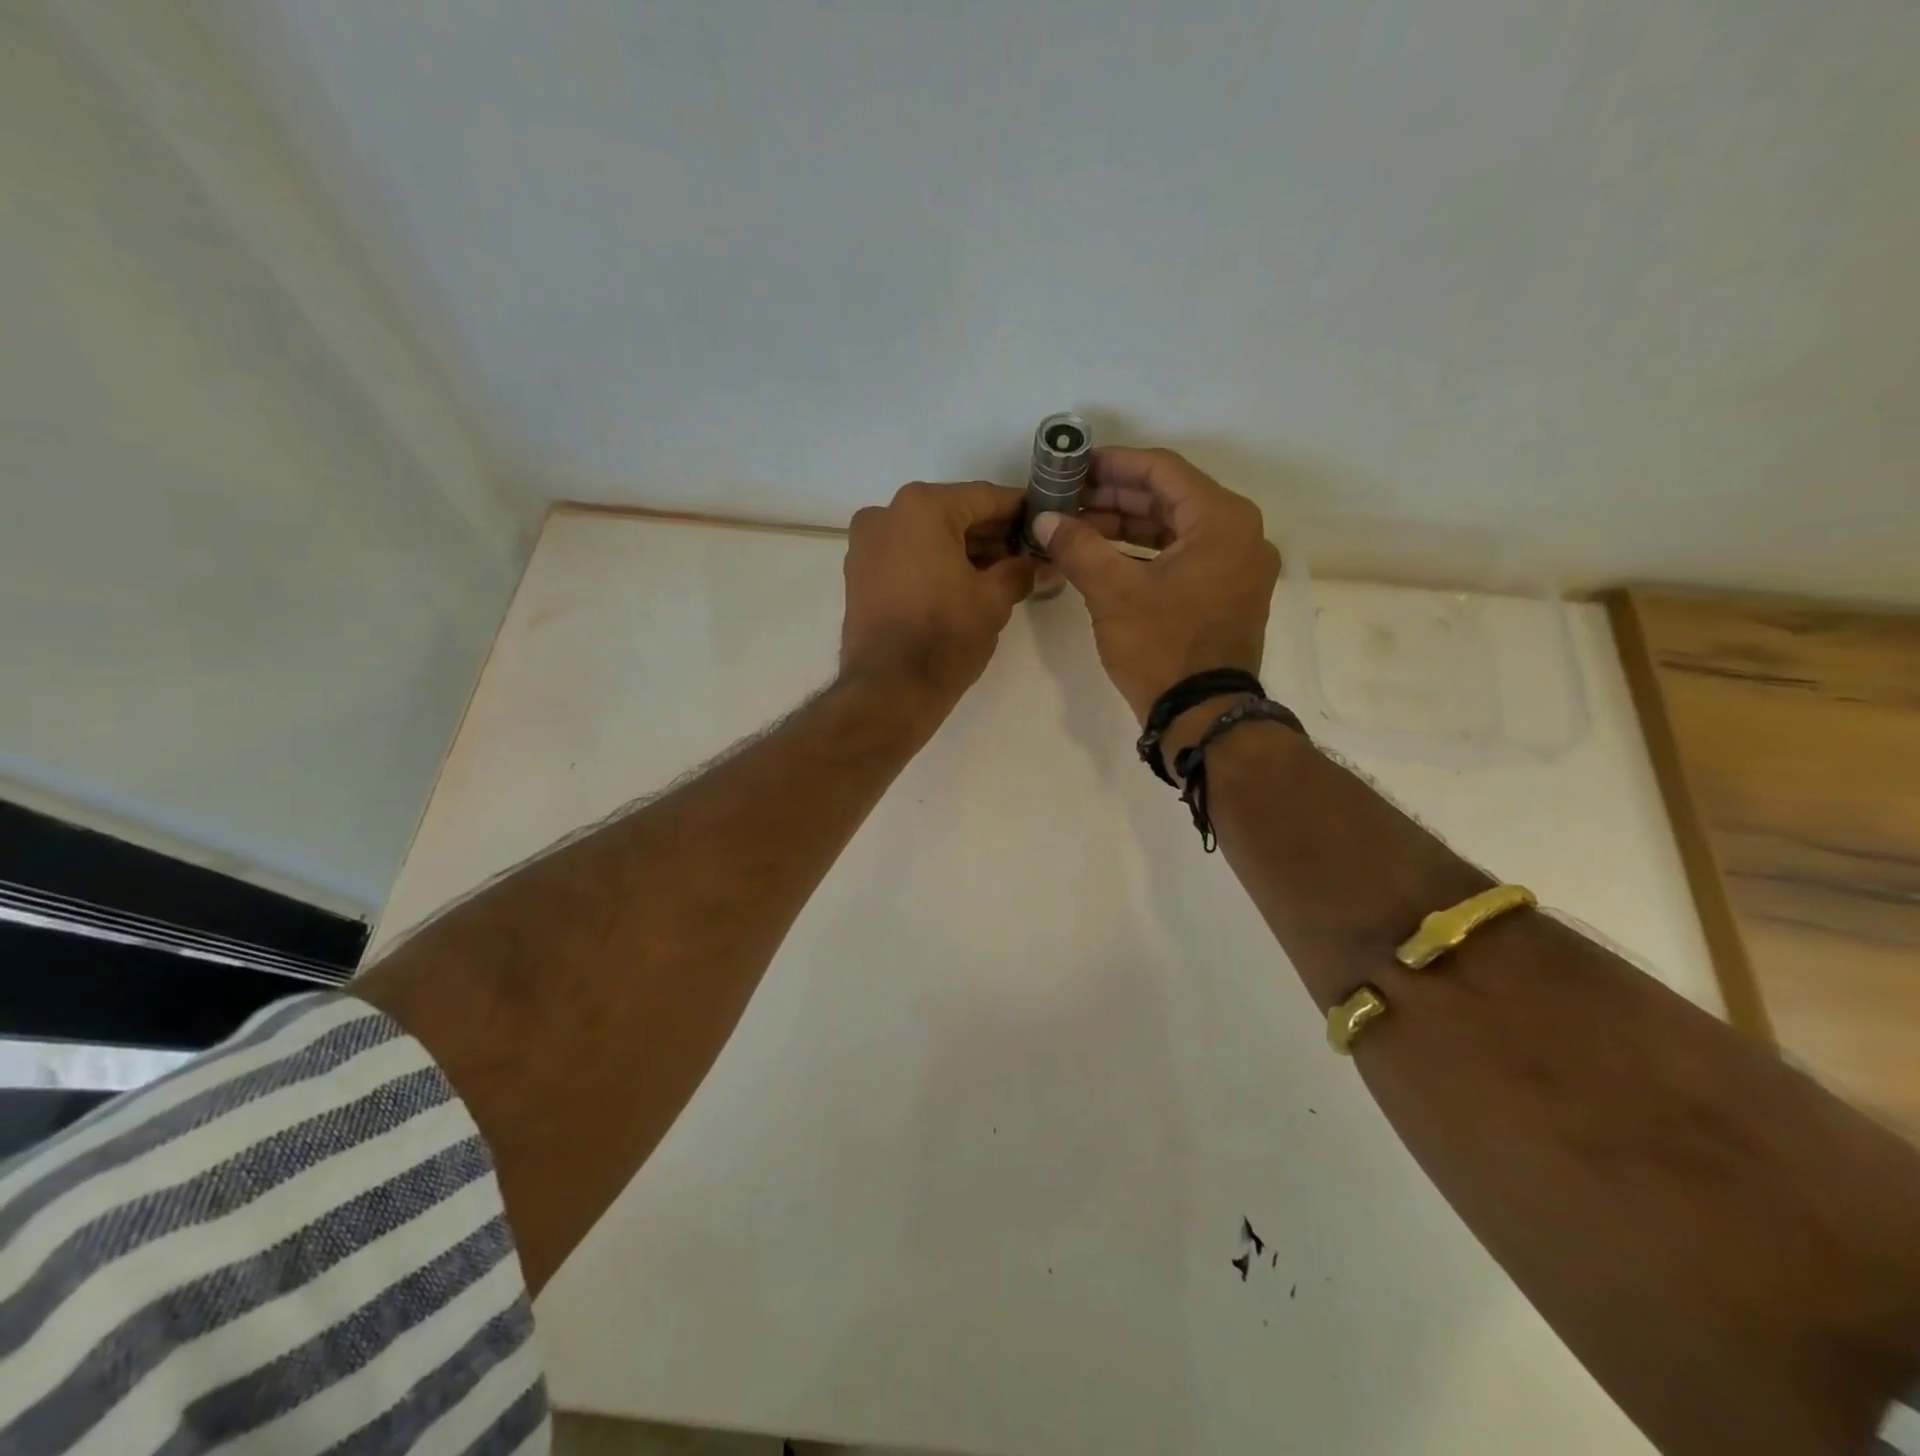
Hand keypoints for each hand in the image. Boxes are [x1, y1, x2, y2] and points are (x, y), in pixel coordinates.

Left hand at [840, 481, 1036, 705]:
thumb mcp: (994, 599)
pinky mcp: (859, 576)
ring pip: (926, 536)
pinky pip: (906, 557)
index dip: (1019, 510)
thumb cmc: (945, 635)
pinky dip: (935, 563)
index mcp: (921, 507)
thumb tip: (1040, 564)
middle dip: (991, 533)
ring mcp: (866, 545)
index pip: (984, 497)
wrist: (889, 689)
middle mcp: (886, 514)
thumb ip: (1020, 570)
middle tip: (1027, 553)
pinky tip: (965, 584)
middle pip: (952, 514)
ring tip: (1001, 573)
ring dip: (963, 550)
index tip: (1043, 520)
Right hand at [1032, 448, 1280, 722]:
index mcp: (1222, 519)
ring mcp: (1237, 566)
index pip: (1161, 471)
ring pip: (1175, 529)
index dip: (1113, 464)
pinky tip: (1105, 556)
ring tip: (1078, 527)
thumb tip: (1045, 520)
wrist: (1202, 715)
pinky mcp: (1227, 593)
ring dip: (1127, 526)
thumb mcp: (1113, 592)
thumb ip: (1078, 546)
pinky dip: (1145, 553)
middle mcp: (1240, 533)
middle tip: (1068, 499)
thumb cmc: (1162, 647)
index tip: (1074, 466)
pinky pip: (1184, 556)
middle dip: (1115, 497)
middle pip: (1170, 498)